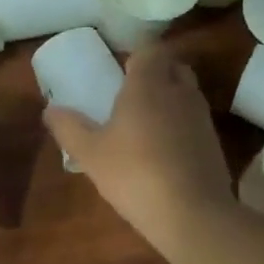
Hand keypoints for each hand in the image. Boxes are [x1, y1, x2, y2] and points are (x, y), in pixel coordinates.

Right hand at [44, 45, 233, 252]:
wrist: (191, 213)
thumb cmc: (134, 174)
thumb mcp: (90, 154)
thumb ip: (68, 128)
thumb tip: (49, 110)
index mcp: (148, 85)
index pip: (150, 50)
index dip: (135, 56)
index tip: (119, 70)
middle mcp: (179, 92)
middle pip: (172, 66)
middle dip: (155, 72)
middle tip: (131, 93)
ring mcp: (201, 116)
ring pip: (186, 92)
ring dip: (169, 98)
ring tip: (144, 122)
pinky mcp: (213, 142)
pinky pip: (194, 119)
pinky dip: (180, 124)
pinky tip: (162, 149)